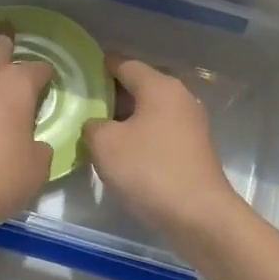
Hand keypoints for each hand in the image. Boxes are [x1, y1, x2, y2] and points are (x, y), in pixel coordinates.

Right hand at [82, 56, 243, 237]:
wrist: (199, 215)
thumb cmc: (149, 170)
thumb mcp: (105, 144)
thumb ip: (92, 125)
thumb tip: (97, 124)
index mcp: (160, 86)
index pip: (125, 64)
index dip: (100, 67)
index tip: (79, 75)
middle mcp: (180, 97)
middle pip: (140, 86)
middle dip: (111, 94)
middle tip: (83, 106)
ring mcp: (191, 123)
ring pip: (150, 110)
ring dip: (126, 118)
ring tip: (98, 131)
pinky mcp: (194, 148)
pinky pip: (160, 130)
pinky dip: (141, 135)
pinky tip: (123, 152)